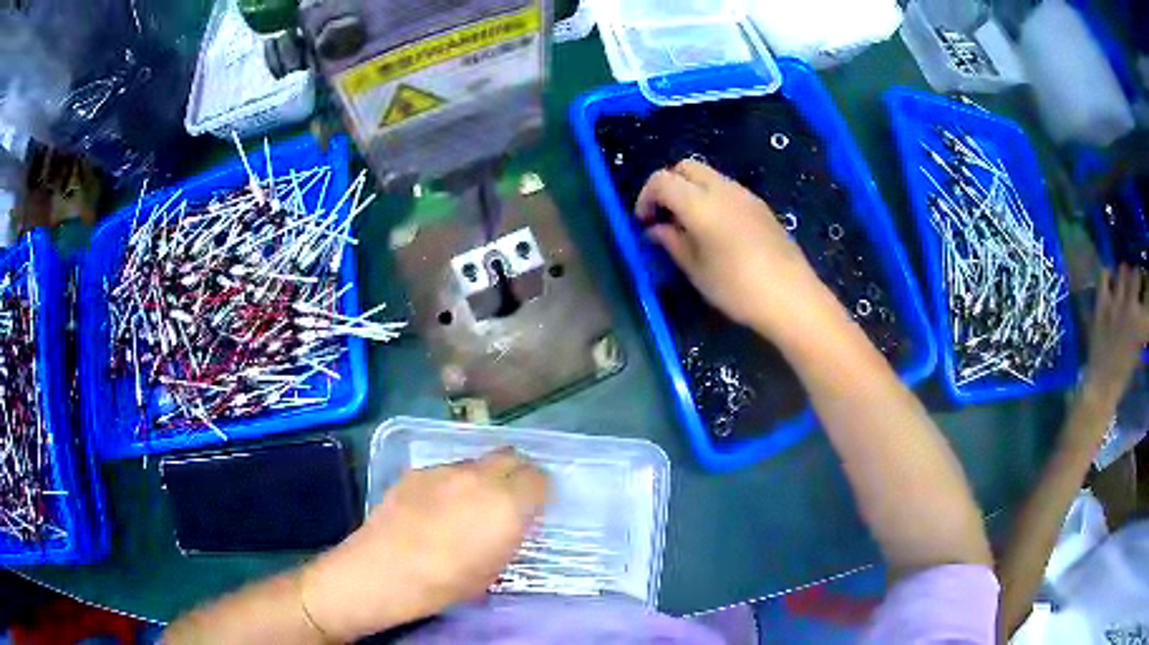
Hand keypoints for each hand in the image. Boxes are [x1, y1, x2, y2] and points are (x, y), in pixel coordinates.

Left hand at [301, 449, 548, 640]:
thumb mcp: (495, 566)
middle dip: (516, 473)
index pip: (539, 478)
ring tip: (467, 504)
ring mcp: (444, 470)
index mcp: (507, 503)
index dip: (539, 491)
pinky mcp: (416, 472)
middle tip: (510, 497)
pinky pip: (445, 471)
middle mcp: (479, 476)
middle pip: (510, 456)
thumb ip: (511, 534)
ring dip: (481, 478)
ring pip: (476, 463)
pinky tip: (434, 507)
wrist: (385, 570)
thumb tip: (513, 520)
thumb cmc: (447, 581)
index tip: (534, 506)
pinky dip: (451, 483)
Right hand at [635, 160, 830, 336]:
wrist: (792, 297)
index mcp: (700, 204)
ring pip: (708, 175)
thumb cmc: (738, 288)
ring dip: (691, 191)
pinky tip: (716, 230)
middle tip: (665, 217)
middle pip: (685, 167)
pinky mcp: (760, 205)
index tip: (644, 223)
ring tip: (689, 226)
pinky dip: (711, 198)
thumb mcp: (697, 271)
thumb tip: (655, 229)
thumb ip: (672, 243)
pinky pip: (727, 189)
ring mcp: (745, 194)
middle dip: (668, 185)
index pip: (662, 180)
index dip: (646, 197)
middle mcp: (722, 189)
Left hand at [1083, 265, 1148, 409]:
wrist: (1102, 387)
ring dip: (1124, 275)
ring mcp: (1117, 303)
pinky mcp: (1102, 304)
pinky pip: (1104, 275)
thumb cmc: (1124, 373)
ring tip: (1123, 283)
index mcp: (1143, 323)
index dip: (1146, 284)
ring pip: (1123, 271)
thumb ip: (1143, 324)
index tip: (1144, 287)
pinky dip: (1107, 275)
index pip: (1148, 289)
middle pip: (1136, 274)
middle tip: (1134, 284)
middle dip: (1136, 277)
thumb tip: (1143, 307)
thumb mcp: (1139, 347)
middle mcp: (1132, 307)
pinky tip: (1109, 282)